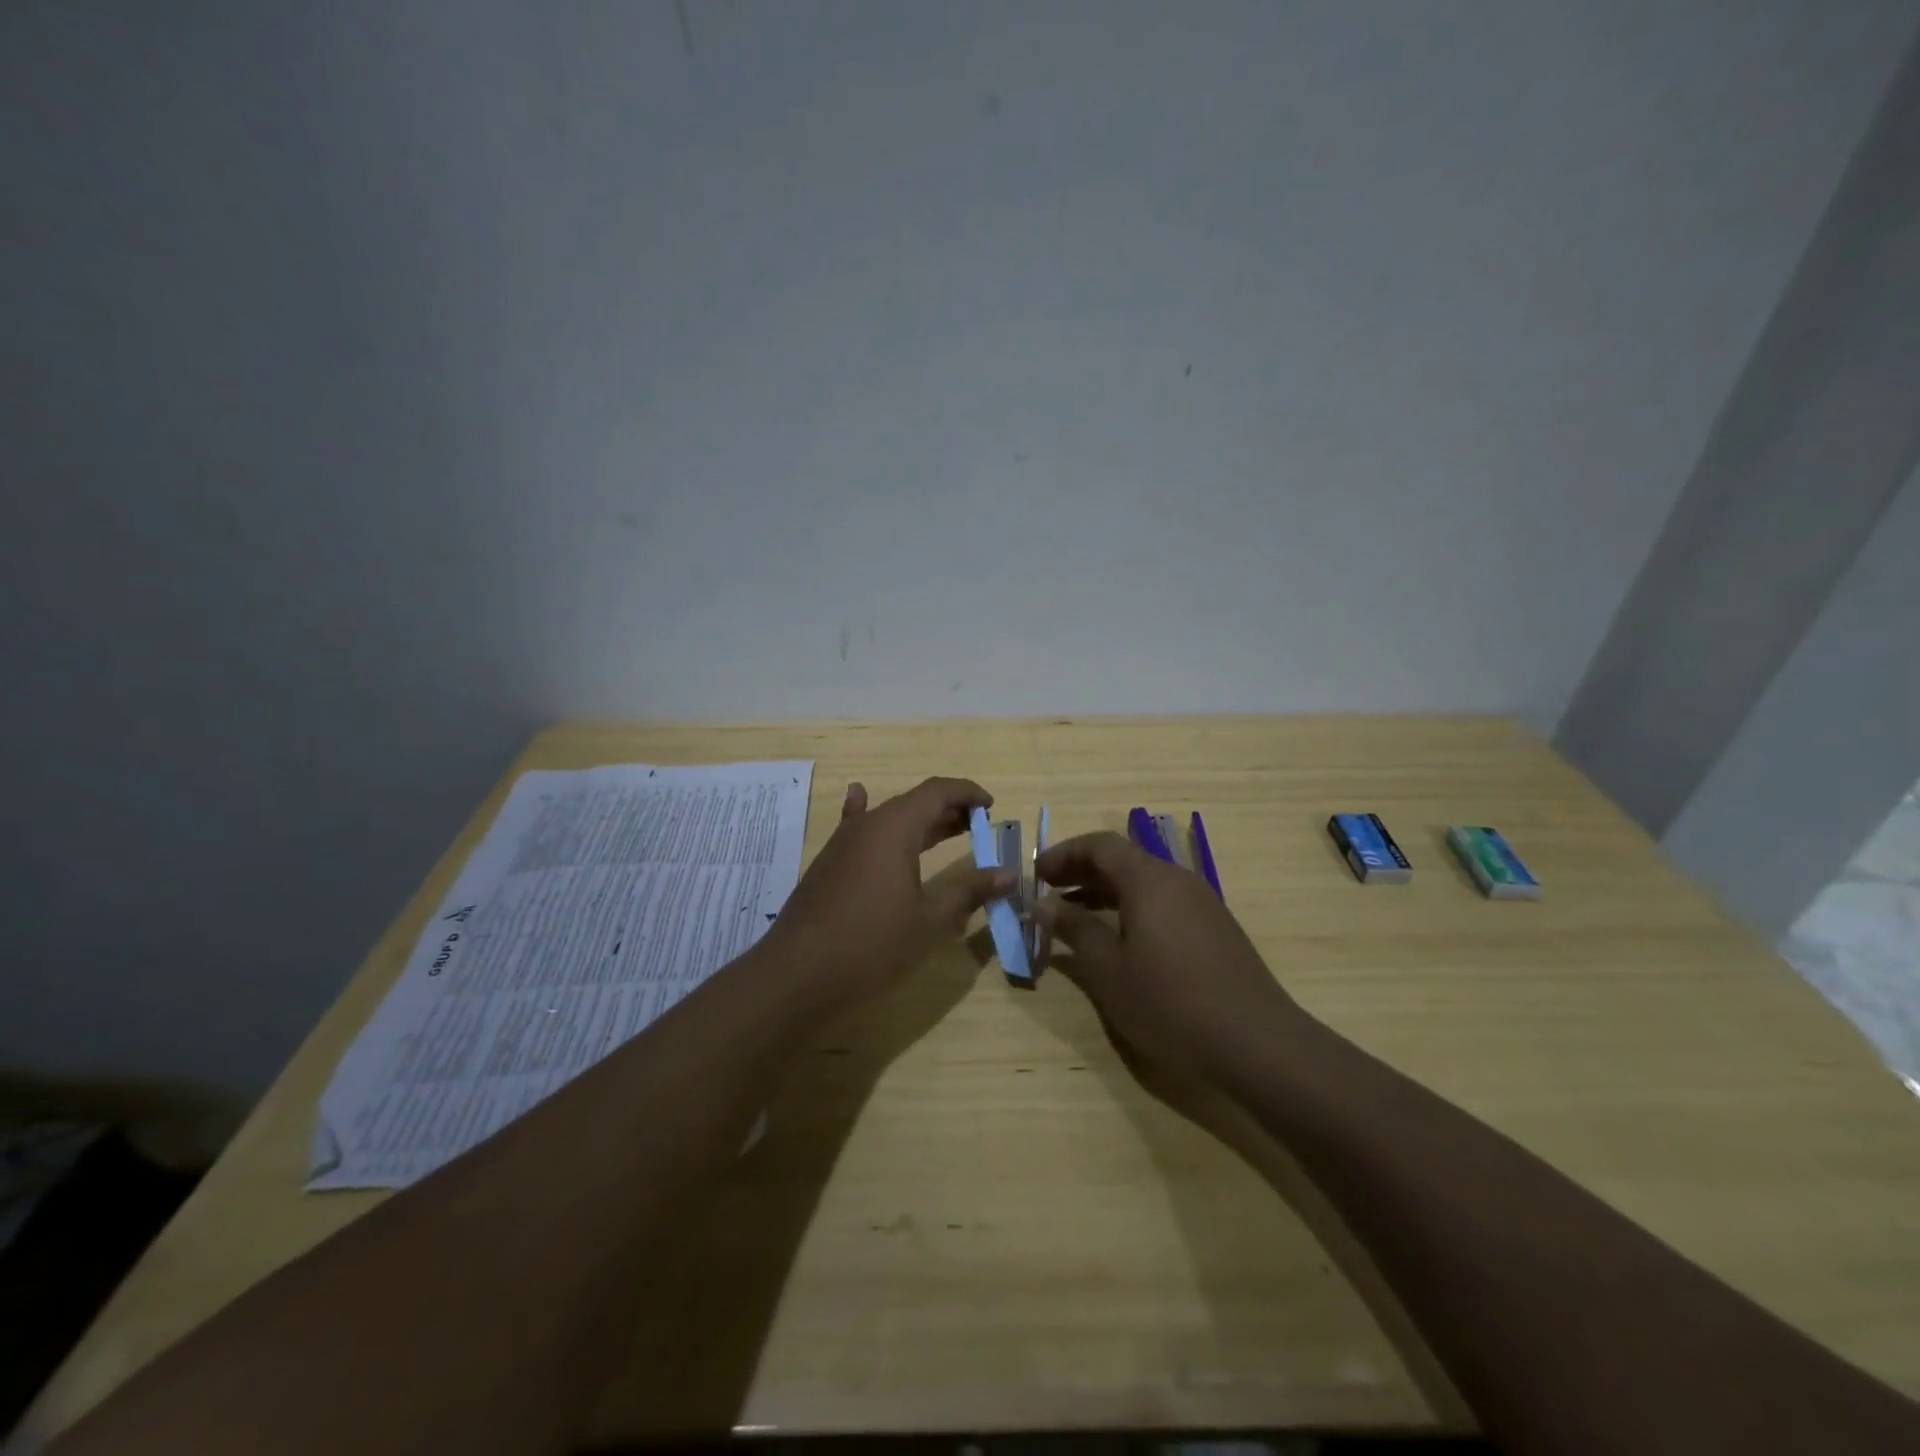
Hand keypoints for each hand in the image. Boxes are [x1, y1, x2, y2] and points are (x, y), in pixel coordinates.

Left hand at [766, 777, 1013, 1012]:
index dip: (968, 793)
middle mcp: (867, 825)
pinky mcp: (828, 864)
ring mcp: (843, 843)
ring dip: (920, 822)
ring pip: (888, 818)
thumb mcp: (930, 920)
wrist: (798, 974)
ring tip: (947, 830)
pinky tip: (859, 797)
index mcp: (895, 827)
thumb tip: (1008, 874)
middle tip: (978, 827)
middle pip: (914, 802)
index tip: (992, 807)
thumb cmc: (872, 945)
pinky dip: (868, 814)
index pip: (938, 791)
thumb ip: (970, 891)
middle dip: (949, 810)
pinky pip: (856, 828)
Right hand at [1035, 831, 1305, 1080]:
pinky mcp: (1215, 928)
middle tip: (1048, 893)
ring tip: (1074, 917)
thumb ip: (1074, 929)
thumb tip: (1043, 904)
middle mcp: (1177, 880)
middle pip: (1123, 859)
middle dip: (1081, 871)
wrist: (1257, 1043)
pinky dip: (1131, 909)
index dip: (1064, 854)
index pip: (1100, 845)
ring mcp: (1201, 903)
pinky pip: (1163, 903)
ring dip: (1105, 892)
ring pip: (1144, 882)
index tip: (1036, 875)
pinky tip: (1119, 941)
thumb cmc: (1170, 1002)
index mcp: (1149, 879)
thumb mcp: (1108, 969)